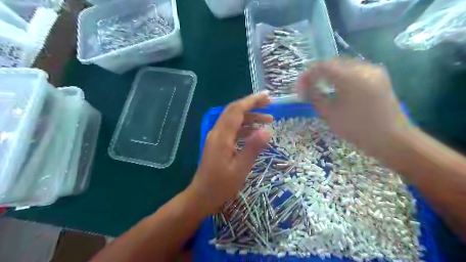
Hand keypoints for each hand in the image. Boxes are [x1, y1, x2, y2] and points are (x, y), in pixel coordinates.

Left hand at [187, 93, 270, 214]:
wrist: (201, 195)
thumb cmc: (221, 185)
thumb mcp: (240, 168)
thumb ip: (253, 148)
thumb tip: (267, 131)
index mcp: (222, 136)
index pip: (237, 110)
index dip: (252, 101)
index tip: (268, 97)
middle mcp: (217, 132)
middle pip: (234, 111)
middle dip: (252, 105)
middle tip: (270, 104)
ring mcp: (216, 137)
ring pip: (233, 120)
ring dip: (250, 117)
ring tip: (268, 120)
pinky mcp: (217, 143)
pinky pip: (232, 129)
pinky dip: (244, 128)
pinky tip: (255, 133)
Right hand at [296, 59, 407, 157]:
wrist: (392, 139)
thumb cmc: (357, 129)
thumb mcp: (329, 114)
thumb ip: (314, 97)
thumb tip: (305, 88)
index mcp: (350, 77)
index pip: (322, 66)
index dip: (307, 75)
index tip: (300, 88)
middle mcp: (363, 67)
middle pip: (333, 63)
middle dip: (317, 74)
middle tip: (308, 88)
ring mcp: (373, 70)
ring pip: (344, 65)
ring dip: (329, 74)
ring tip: (320, 87)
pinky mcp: (379, 76)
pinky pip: (354, 70)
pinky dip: (341, 76)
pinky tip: (337, 87)